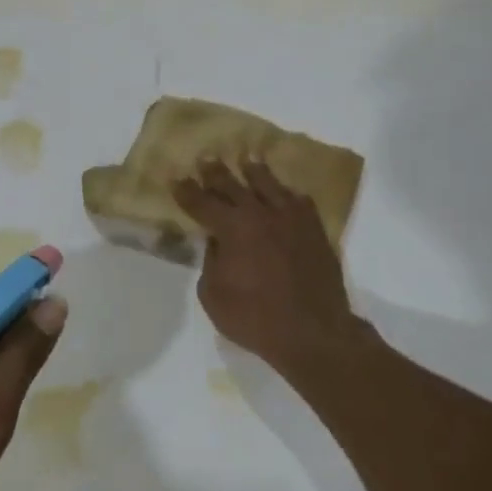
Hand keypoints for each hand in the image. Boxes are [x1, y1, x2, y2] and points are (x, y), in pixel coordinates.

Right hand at [173, 159, 358, 372]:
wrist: (314, 332)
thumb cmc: (255, 318)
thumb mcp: (213, 295)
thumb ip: (211, 262)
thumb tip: (218, 243)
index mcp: (232, 228)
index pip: (202, 203)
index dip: (186, 191)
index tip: (176, 178)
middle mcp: (261, 214)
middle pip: (233, 185)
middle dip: (216, 172)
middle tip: (206, 158)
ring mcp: (291, 219)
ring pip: (269, 184)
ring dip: (254, 170)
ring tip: (246, 158)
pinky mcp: (314, 230)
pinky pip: (299, 200)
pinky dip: (286, 192)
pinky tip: (284, 191)